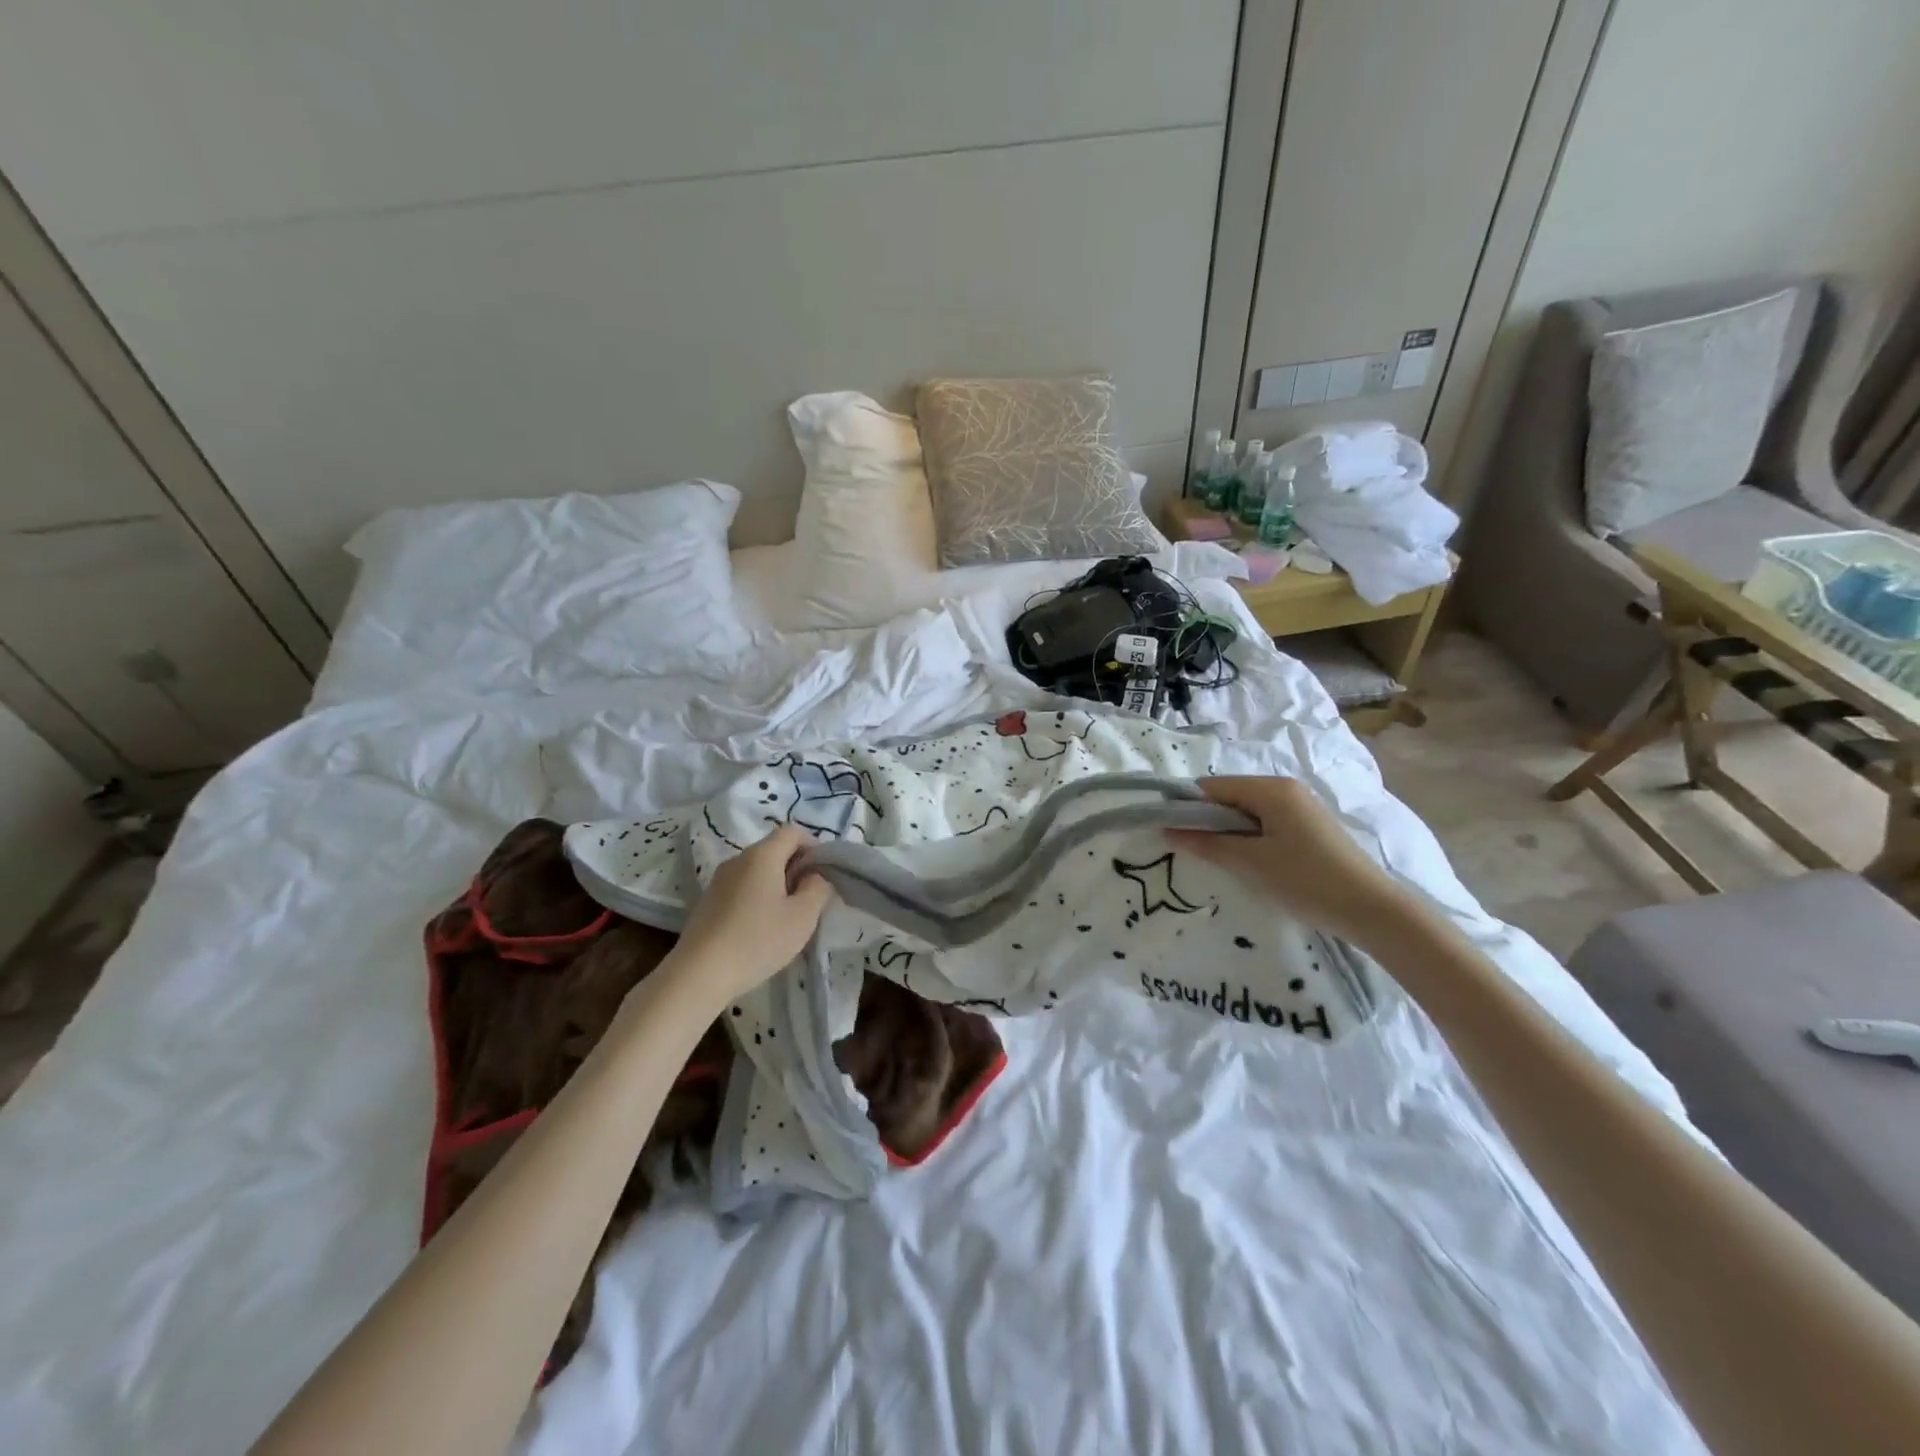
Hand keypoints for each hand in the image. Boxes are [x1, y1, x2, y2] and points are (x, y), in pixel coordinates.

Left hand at [658, 825, 833, 1009]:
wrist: (699, 974)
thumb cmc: (758, 941)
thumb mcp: (802, 917)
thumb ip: (817, 888)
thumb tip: (815, 875)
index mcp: (762, 855)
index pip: (793, 831)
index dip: (813, 846)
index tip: (822, 875)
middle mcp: (738, 859)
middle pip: (774, 849)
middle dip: (796, 868)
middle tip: (808, 900)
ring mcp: (719, 880)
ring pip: (757, 870)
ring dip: (777, 884)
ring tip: (785, 917)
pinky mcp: (708, 901)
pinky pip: (741, 887)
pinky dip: (757, 897)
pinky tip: (759, 929)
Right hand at [1169, 775, 1416, 946]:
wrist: (1371, 909)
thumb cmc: (1306, 880)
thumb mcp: (1250, 863)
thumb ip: (1207, 844)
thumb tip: (1168, 830)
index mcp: (1271, 788)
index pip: (1212, 787)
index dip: (1188, 807)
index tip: (1170, 833)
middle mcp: (1285, 788)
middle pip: (1230, 796)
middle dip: (1208, 820)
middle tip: (1195, 852)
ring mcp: (1300, 806)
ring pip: (1247, 811)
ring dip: (1229, 832)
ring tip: (1222, 861)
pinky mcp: (1309, 826)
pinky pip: (1266, 822)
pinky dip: (1249, 837)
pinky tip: (1250, 862)